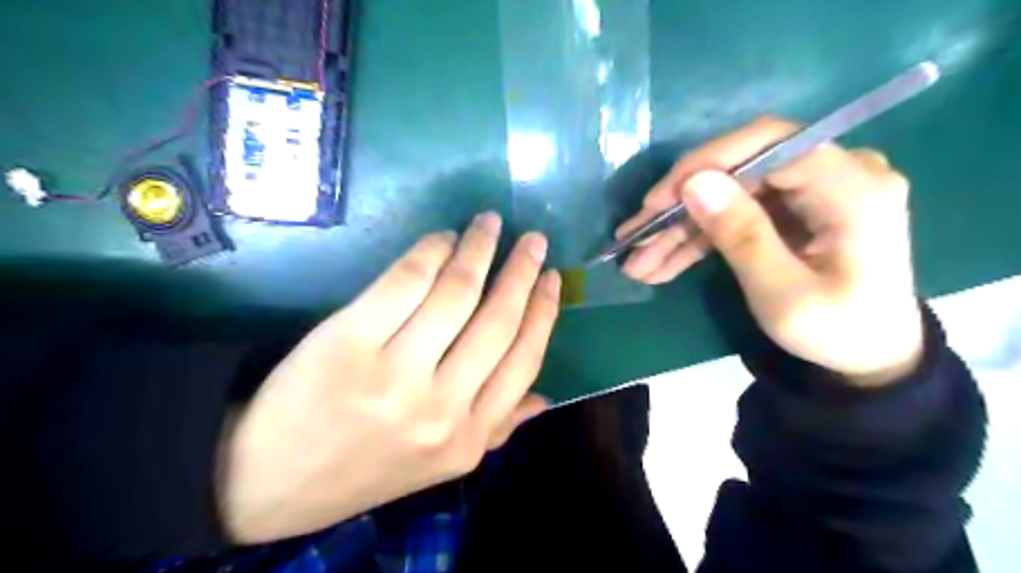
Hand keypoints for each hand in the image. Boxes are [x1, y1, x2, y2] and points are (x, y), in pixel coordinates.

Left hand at [218, 212, 560, 543]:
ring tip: (489, 225)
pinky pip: (406, 282)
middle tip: (533, 239)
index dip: (543, 312)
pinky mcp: (349, 341)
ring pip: (456, 292)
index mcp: (468, 439)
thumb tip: (546, 398)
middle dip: (522, 271)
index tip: (552, 277)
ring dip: (479, 249)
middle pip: (497, 320)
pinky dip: (430, 251)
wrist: (269, 480)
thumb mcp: (441, 463)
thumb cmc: (364, 465)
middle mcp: (440, 407)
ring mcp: (394, 373)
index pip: (523, 360)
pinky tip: (443, 239)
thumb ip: (497, 429)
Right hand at [614, 114, 925, 383]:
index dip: (706, 164)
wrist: (870, 359)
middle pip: (740, 171)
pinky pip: (735, 214)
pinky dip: (698, 239)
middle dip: (681, 206)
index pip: (769, 144)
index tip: (658, 200)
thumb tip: (694, 183)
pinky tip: (661, 263)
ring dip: (681, 229)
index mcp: (852, 187)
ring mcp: (810, 192)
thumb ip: (742, 235)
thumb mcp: (783, 293)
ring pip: (728, 195)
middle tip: (635, 236)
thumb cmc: (836, 332)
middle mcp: (835, 174)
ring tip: (638, 261)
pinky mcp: (791, 210)